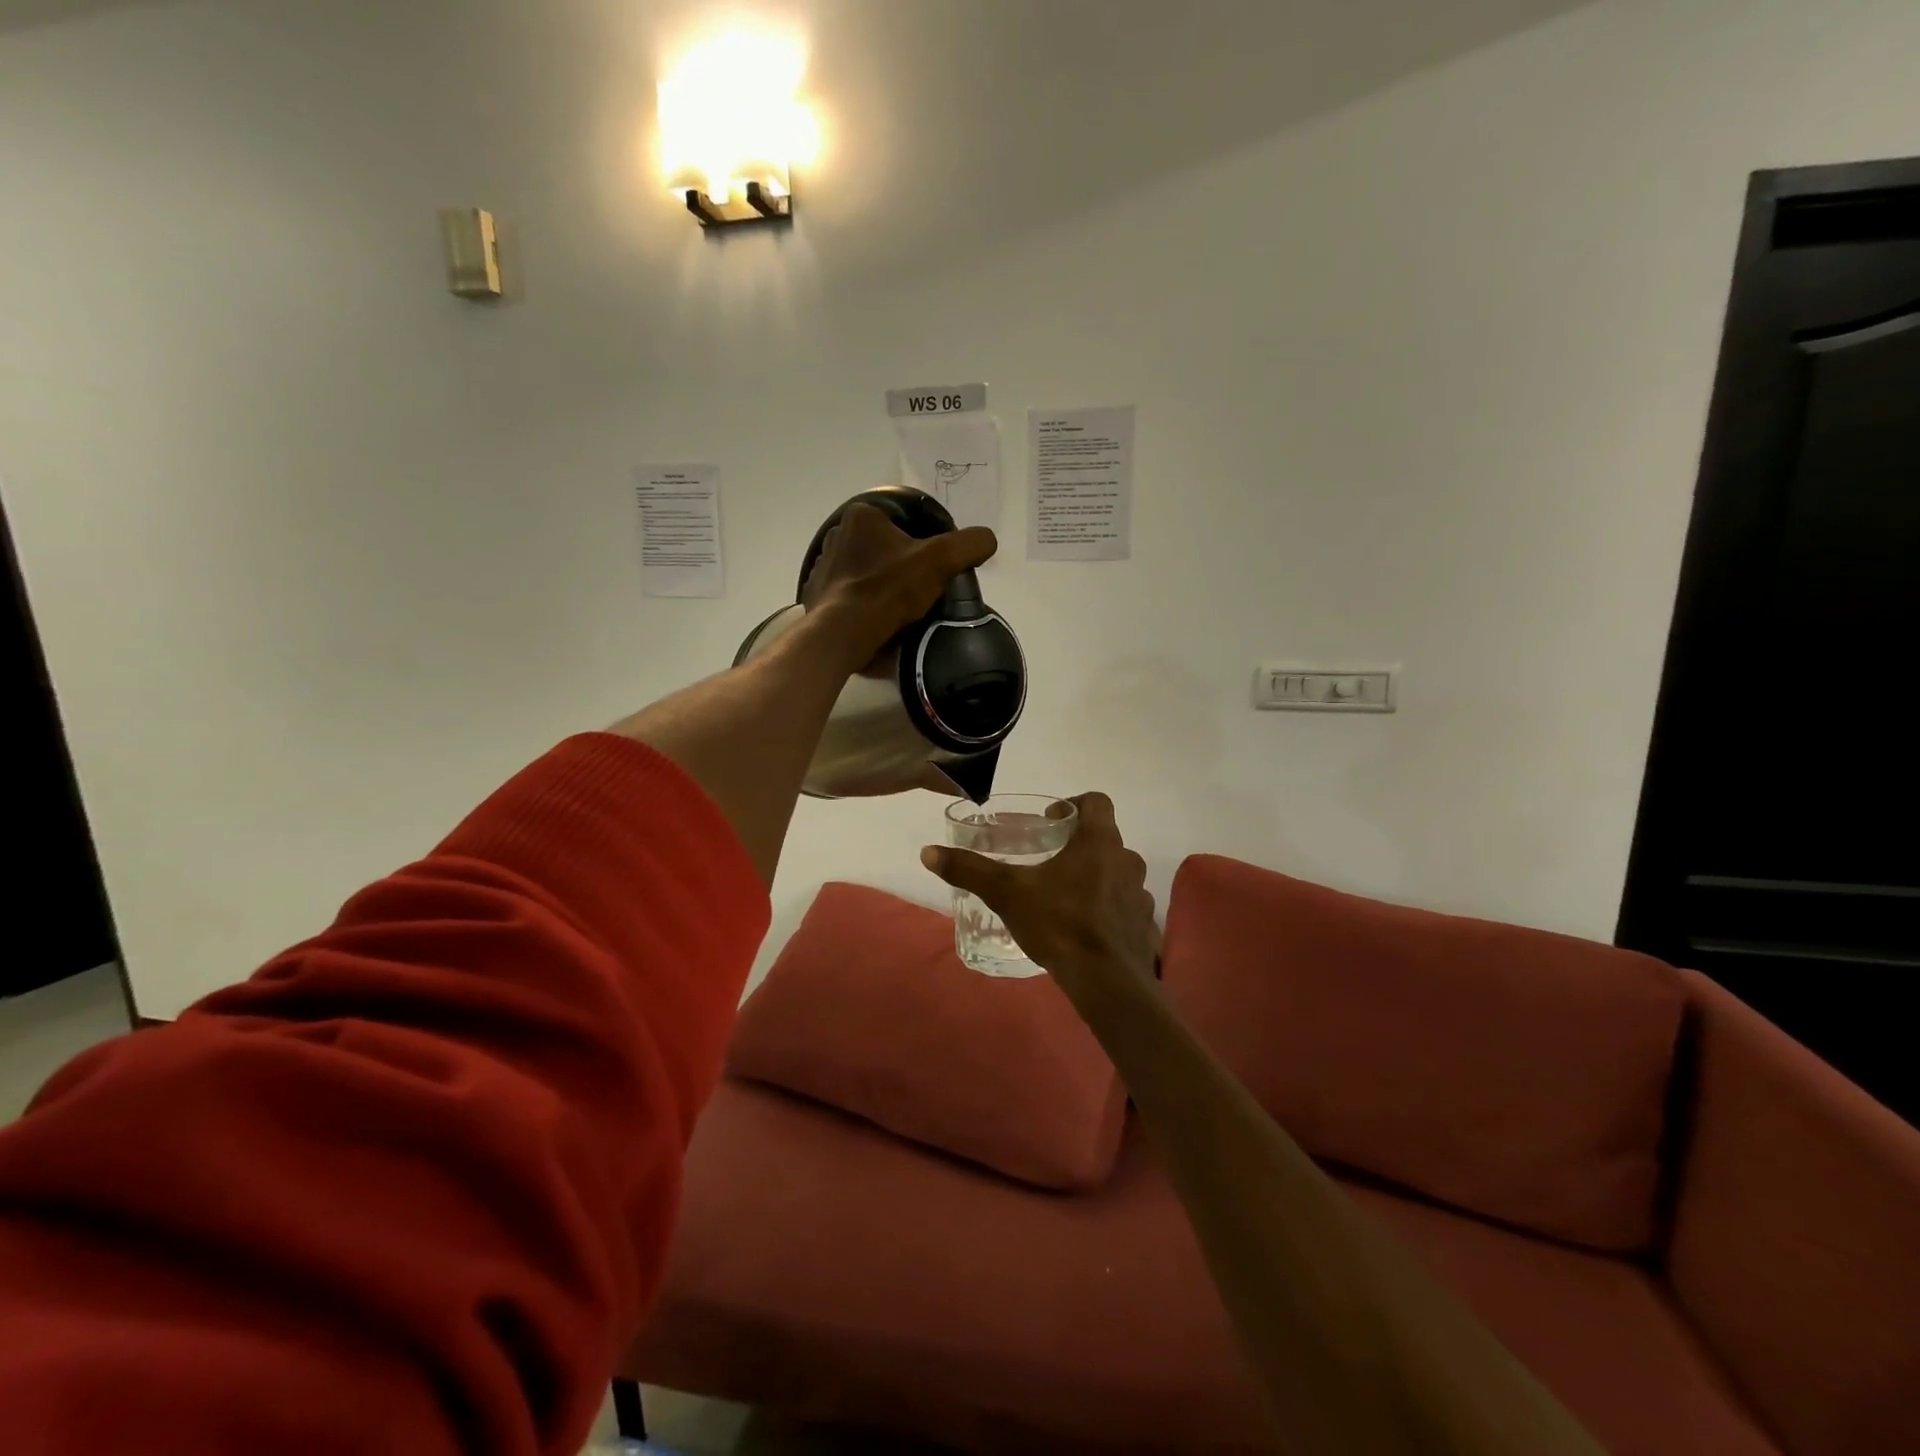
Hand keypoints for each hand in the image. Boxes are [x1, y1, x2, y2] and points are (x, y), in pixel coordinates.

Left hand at [800, 503, 996, 674]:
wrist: (844, 634)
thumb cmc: (889, 590)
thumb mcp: (941, 560)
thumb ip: (969, 544)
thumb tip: (987, 540)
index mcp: (862, 515)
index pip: (905, 521)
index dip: (927, 541)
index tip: (937, 565)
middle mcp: (837, 534)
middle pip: (885, 546)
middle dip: (903, 563)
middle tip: (923, 587)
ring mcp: (823, 566)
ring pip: (866, 571)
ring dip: (883, 583)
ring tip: (903, 606)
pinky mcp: (817, 595)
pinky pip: (849, 594)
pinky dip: (864, 602)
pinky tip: (878, 617)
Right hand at [920, 793, 1159, 993]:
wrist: (1107, 981)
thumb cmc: (1059, 923)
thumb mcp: (1007, 893)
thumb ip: (970, 870)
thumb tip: (929, 852)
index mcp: (1098, 841)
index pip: (1097, 801)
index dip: (1074, 804)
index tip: (1051, 822)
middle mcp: (1126, 859)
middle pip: (1104, 837)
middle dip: (1079, 844)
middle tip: (1050, 861)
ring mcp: (1140, 892)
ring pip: (1117, 871)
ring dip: (1096, 875)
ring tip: (1066, 896)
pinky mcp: (1144, 923)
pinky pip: (1126, 904)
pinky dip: (1109, 907)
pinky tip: (1087, 927)